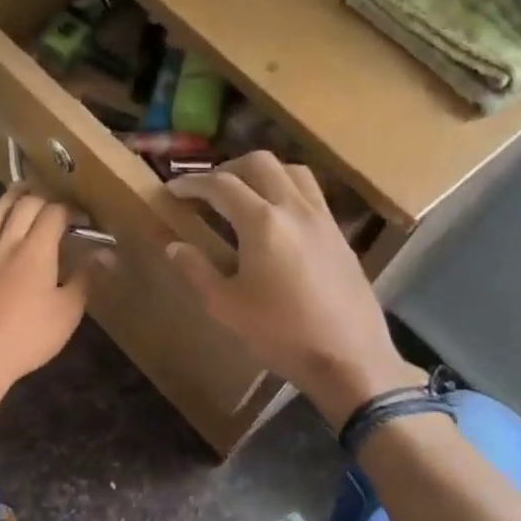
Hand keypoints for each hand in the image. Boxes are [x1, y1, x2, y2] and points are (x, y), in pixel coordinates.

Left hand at [0, 186, 97, 407]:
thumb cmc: (28, 338)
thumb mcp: (67, 312)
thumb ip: (85, 279)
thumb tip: (105, 254)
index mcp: (34, 250)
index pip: (53, 213)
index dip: (71, 211)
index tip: (84, 221)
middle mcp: (5, 245)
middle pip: (22, 206)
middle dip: (42, 198)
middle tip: (54, 204)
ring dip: (10, 199)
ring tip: (20, 191)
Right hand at [166, 153, 421, 429]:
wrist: (348, 357)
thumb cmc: (280, 334)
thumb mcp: (226, 306)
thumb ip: (197, 270)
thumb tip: (174, 246)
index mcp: (262, 223)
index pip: (221, 185)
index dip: (191, 184)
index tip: (171, 190)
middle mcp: (294, 208)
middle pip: (260, 163)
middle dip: (228, 168)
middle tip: (208, 190)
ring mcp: (323, 218)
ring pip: (292, 171)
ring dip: (263, 173)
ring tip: (244, 195)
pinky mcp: (339, 235)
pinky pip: (311, 194)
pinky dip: (287, 190)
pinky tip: (277, 220)